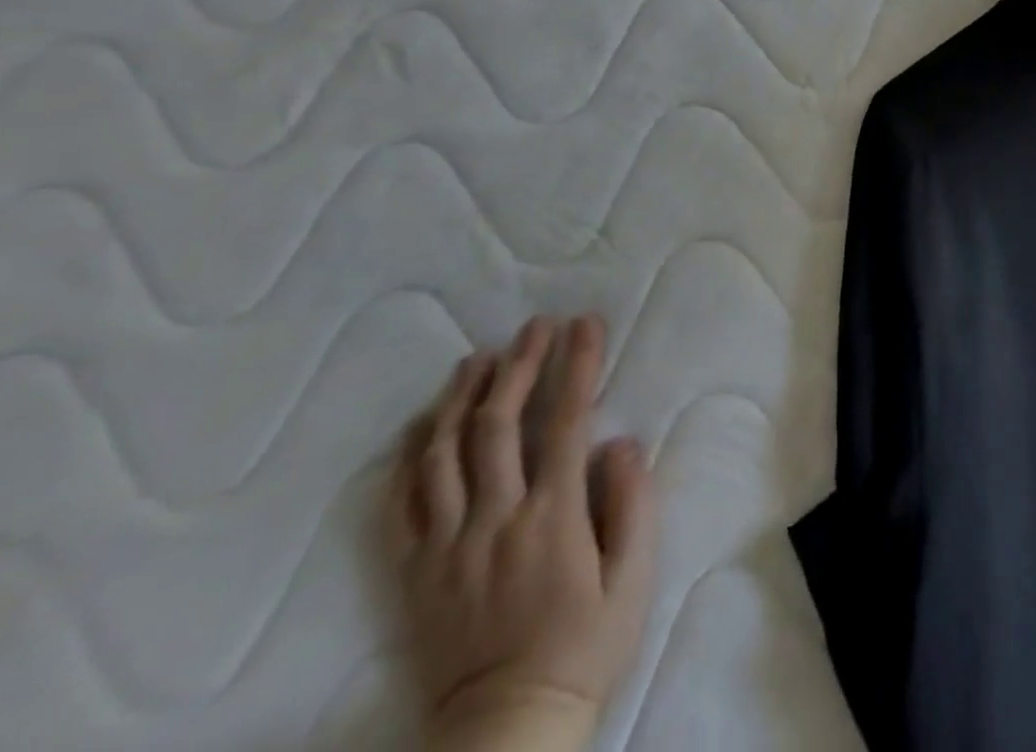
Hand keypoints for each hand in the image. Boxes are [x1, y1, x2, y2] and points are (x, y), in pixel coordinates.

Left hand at [389, 315, 657, 751]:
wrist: (506, 732)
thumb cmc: (584, 648)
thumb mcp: (633, 581)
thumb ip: (633, 505)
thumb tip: (620, 442)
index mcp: (552, 517)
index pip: (567, 420)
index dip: (577, 365)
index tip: (586, 324)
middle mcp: (495, 519)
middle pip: (499, 424)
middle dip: (520, 364)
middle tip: (534, 326)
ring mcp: (447, 546)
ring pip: (444, 454)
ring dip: (462, 397)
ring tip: (478, 359)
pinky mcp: (415, 573)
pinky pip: (401, 505)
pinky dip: (409, 458)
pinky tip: (423, 426)